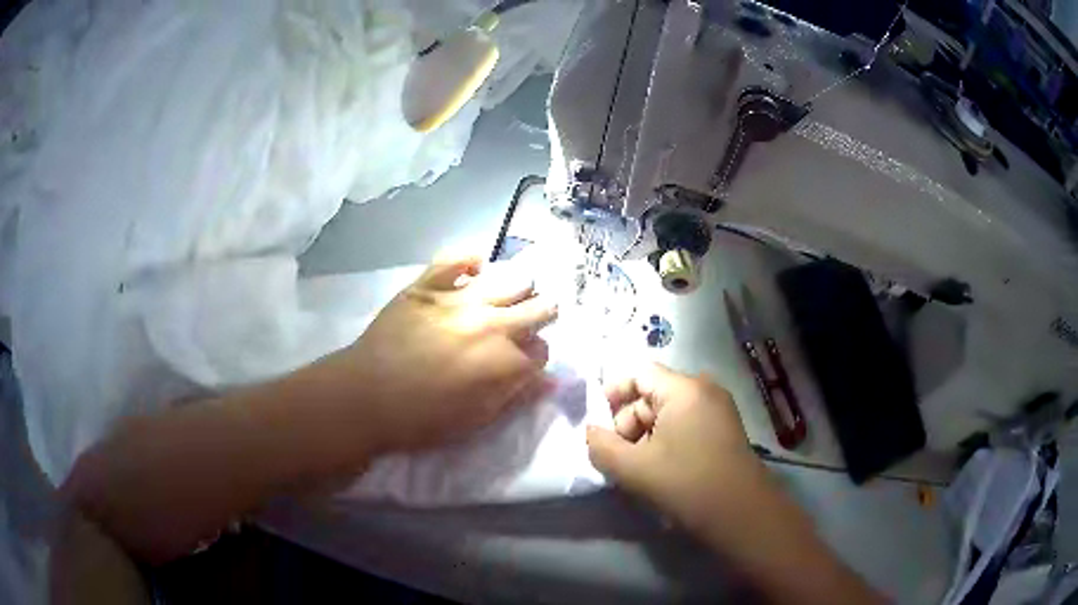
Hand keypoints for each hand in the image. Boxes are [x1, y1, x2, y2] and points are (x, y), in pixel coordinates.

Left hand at [301, 254, 557, 465]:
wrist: (367, 396)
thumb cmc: (422, 418)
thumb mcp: (476, 418)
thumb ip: (517, 395)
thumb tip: (552, 379)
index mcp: (506, 362)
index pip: (542, 350)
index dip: (535, 357)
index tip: (522, 363)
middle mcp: (493, 324)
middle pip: (540, 307)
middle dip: (540, 316)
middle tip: (525, 324)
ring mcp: (460, 298)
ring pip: (512, 278)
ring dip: (517, 289)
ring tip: (504, 299)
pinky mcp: (429, 284)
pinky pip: (459, 257)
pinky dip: (471, 261)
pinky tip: (473, 271)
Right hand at [586, 364, 779, 547]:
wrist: (741, 514)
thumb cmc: (686, 484)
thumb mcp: (634, 468)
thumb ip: (601, 446)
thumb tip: (590, 433)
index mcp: (684, 389)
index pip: (638, 373)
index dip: (611, 394)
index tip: (597, 425)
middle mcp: (704, 390)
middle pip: (651, 394)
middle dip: (628, 424)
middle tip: (619, 458)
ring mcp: (718, 410)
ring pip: (666, 413)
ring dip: (645, 437)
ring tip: (638, 470)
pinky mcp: (724, 430)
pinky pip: (684, 425)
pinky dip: (665, 442)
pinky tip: (660, 471)